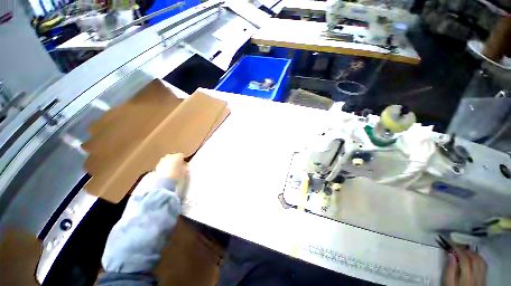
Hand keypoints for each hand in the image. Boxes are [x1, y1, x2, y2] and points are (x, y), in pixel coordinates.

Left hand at [155, 153, 187, 181]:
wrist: (165, 183)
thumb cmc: (178, 176)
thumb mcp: (185, 171)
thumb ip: (186, 167)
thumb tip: (185, 165)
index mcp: (178, 156)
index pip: (182, 155)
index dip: (183, 160)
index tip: (184, 165)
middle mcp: (170, 156)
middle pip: (173, 156)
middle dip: (175, 160)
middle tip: (178, 166)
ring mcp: (162, 160)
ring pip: (167, 159)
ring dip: (169, 163)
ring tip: (171, 169)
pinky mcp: (157, 166)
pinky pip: (162, 164)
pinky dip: (164, 167)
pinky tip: (166, 172)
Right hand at [443, 246, 486, 285]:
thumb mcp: (448, 282)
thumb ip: (449, 270)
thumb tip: (450, 254)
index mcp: (466, 275)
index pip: (464, 257)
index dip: (457, 248)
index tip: (449, 242)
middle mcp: (476, 274)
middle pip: (473, 257)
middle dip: (464, 250)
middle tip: (455, 247)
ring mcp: (482, 276)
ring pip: (480, 259)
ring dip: (471, 253)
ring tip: (463, 252)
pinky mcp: (484, 277)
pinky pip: (483, 264)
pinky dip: (478, 258)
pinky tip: (473, 258)